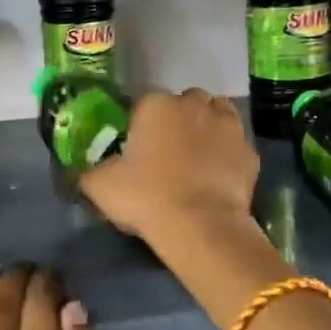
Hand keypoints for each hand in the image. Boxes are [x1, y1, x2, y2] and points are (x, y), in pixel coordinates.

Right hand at [78, 88, 258, 243]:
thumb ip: (87, 172)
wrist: (202, 226)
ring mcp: (227, 124)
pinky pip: (234, 143)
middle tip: (165, 152)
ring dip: (205, 127)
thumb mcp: (100, 186)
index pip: (143, 104)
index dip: (138, 125)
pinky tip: (216, 174)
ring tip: (194, 157)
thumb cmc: (147, 197)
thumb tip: (80, 172)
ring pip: (214, 114)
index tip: (136, 148)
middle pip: (183, 103)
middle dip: (176, 120)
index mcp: (155, 104)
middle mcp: (193, 104)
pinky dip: (226, 152)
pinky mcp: (249, 149)